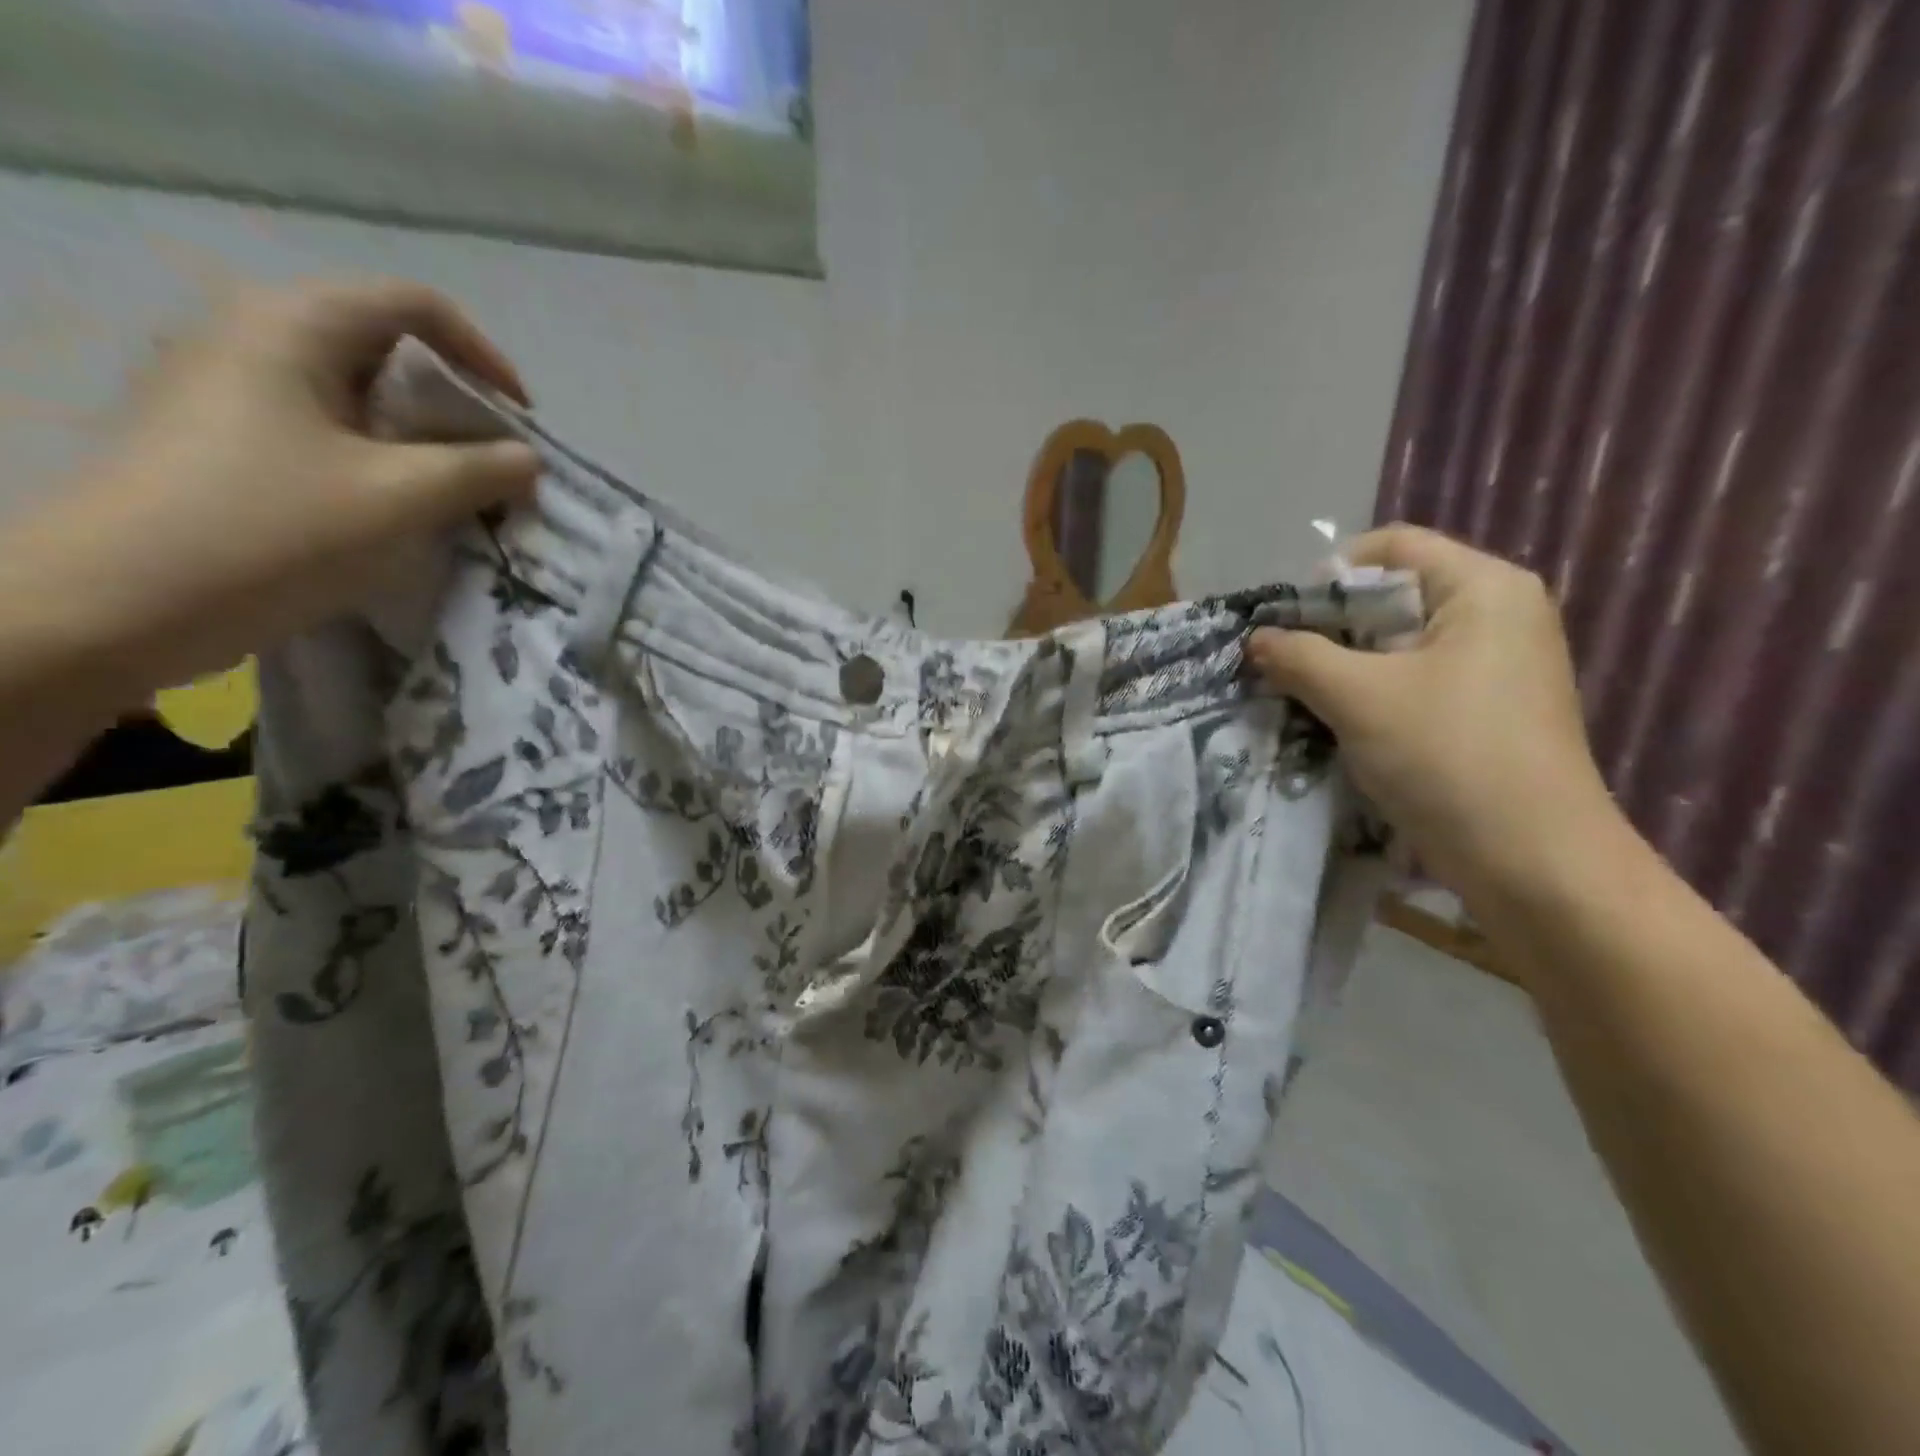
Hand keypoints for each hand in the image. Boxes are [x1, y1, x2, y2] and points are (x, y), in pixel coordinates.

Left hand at [6, 279, 539, 708]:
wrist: (118, 603)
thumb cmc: (272, 531)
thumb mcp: (400, 499)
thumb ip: (480, 471)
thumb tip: (529, 460)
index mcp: (292, 325)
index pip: (415, 306)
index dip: (485, 358)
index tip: (521, 423)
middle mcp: (253, 336)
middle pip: (386, 347)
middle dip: (457, 406)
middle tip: (496, 465)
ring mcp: (229, 387)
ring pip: (357, 393)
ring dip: (422, 439)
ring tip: (458, 493)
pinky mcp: (220, 436)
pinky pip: (325, 429)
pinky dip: (379, 458)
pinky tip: (398, 508)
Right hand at [1247, 526, 1623, 907]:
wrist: (1533, 862)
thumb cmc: (1449, 756)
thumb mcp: (1358, 697)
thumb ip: (1299, 656)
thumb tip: (1256, 638)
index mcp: (1484, 588)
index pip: (1391, 545)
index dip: (1329, 575)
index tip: (1286, 622)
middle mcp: (1497, 615)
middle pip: (1392, 594)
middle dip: (1329, 627)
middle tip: (1281, 662)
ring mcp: (1495, 666)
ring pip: (1397, 644)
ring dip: (1343, 667)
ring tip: (1299, 696)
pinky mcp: (1485, 711)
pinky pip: (1413, 681)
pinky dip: (1369, 695)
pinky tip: (1336, 726)